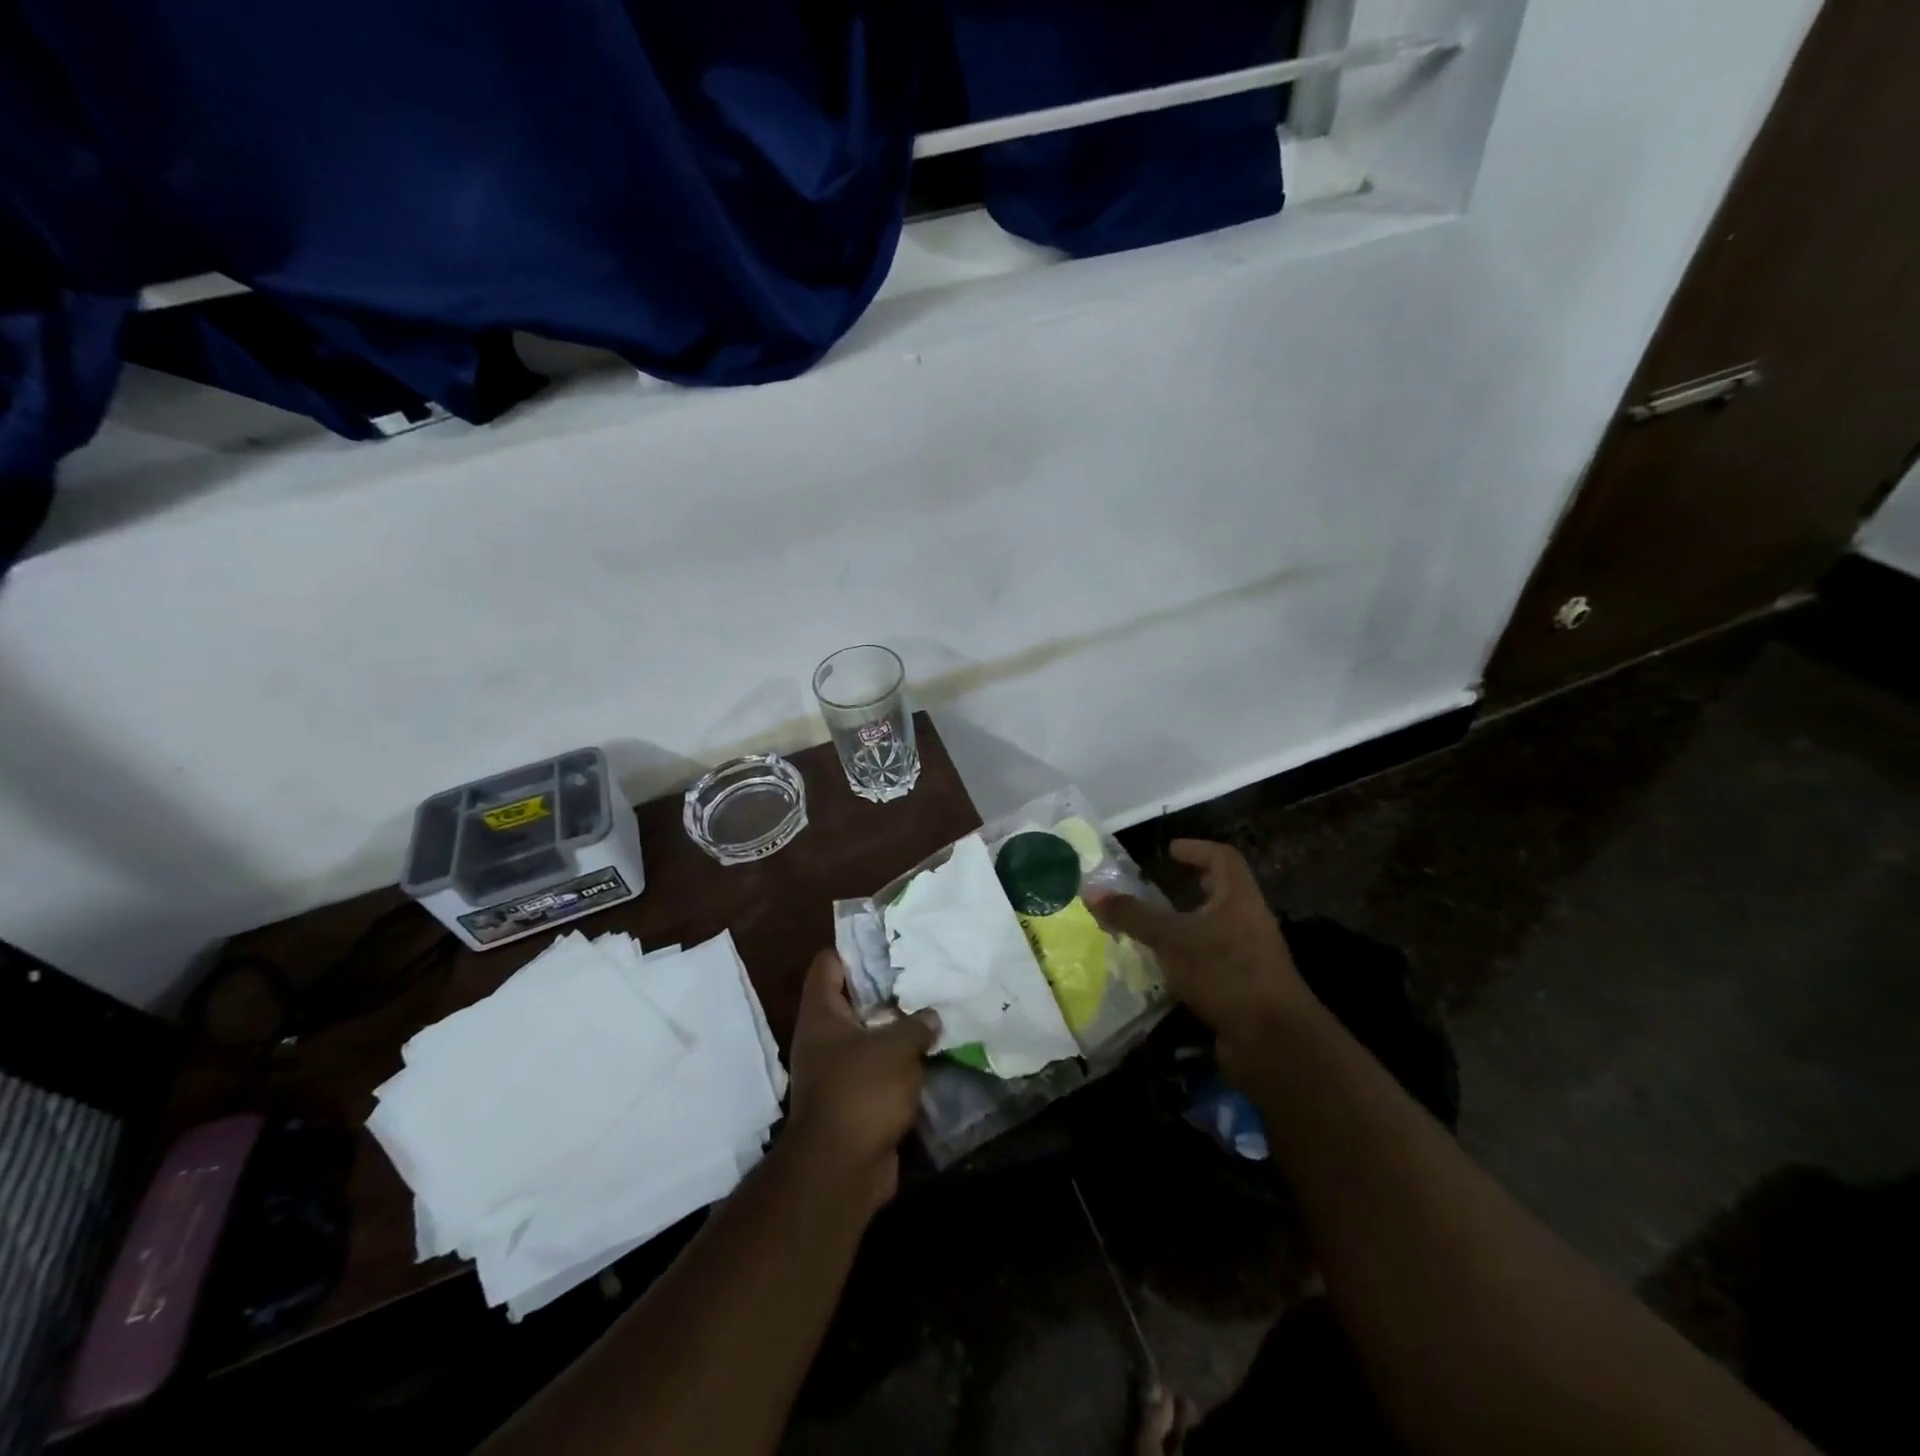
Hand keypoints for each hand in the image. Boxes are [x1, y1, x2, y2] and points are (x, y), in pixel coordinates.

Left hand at [785, 949, 938, 1212]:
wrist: (841, 1170)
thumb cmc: (861, 1092)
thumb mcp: (896, 1048)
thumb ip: (916, 1025)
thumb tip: (929, 1016)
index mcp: (822, 1015)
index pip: (827, 964)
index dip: (854, 949)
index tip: (889, 943)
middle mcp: (823, 1038)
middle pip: (852, 999)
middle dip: (886, 989)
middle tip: (922, 975)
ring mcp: (836, 1071)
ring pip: (868, 1036)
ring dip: (896, 1029)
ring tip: (933, 1011)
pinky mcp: (854, 1100)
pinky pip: (878, 1070)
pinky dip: (900, 1064)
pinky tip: (931, 1054)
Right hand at [1086, 840, 1309, 1079]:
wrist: (1272, 1041)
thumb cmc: (1226, 972)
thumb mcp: (1172, 939)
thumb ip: (1133, 915)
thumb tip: (1091, 891)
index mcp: (1240, 899)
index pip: (1223, 858)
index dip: (1197, 849)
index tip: (1170, 851)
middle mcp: (1249, 923)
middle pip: (1223, 894)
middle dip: (1193, 888)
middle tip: (1161, 887)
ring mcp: (1250, 959)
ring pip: (1215, 931)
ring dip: (1187, 927)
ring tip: (1153, 929)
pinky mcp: (1243, 990)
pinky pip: (1212, 964)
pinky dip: (1188, 961)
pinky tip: (1163, 970)